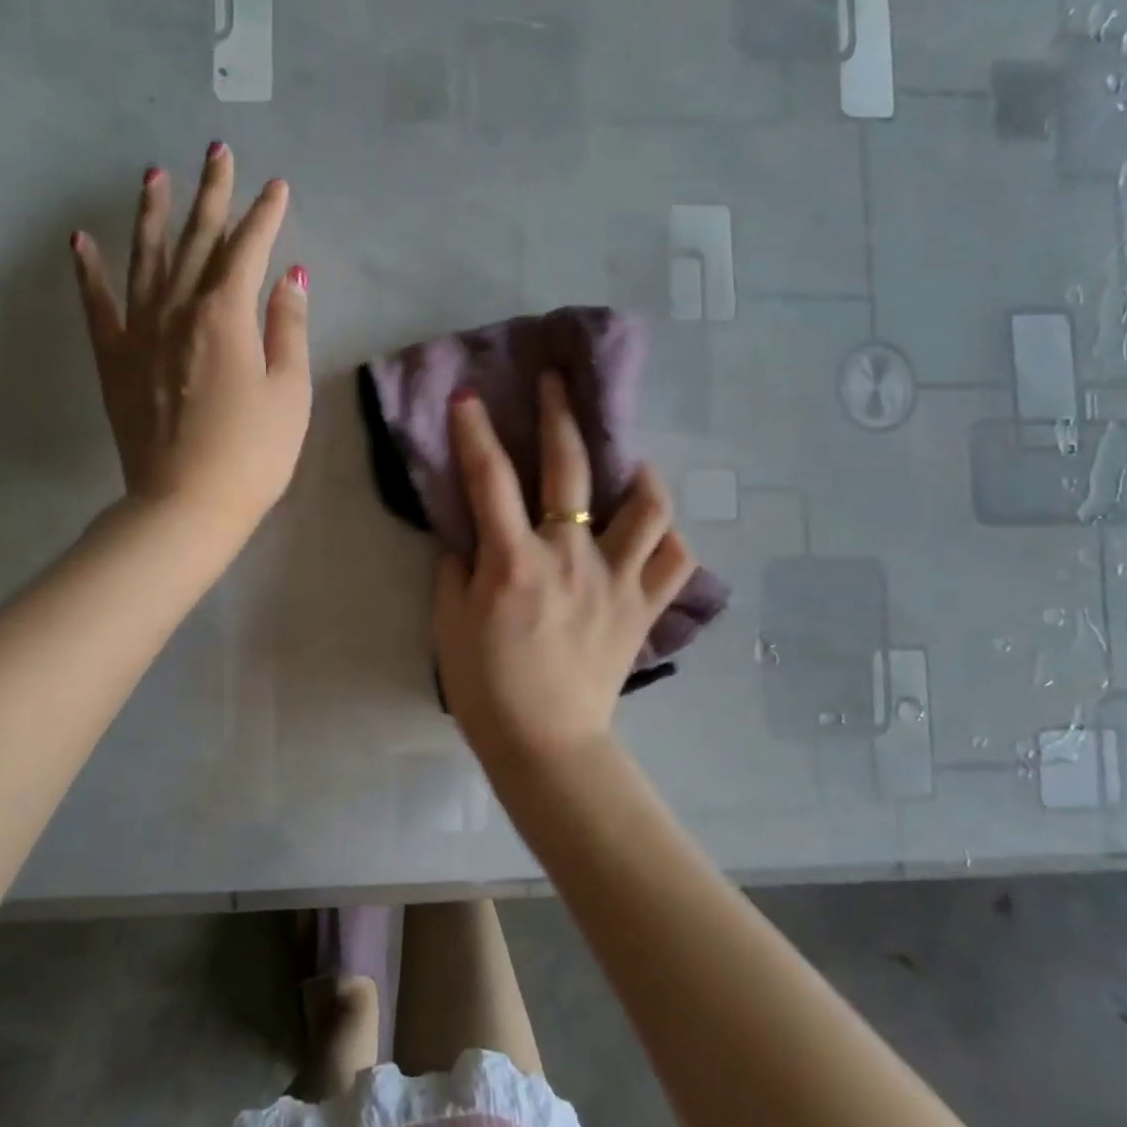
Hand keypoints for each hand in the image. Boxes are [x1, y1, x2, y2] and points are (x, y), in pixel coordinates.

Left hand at [71, 143, 310, 536]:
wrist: (186, 504)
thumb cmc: (253, 452)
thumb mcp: (289, 392)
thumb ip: (288, 328)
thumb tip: (290, 276)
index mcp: (226, 315)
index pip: (248, 250)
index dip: (265, 215)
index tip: (277, 186)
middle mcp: (178, 309)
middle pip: (198, 240)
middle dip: (212, 194)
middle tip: (217, 151)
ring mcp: (140, 332)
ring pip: (145, 258)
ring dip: (152, 214)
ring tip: (153, 174)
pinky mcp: (114, 359)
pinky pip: (98, 304)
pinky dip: (89, 270)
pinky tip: (80, 240)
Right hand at [432, 371, 696, 773]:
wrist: (544, 744)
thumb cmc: (486, 686)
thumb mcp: (449, 622)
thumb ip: (457, 566)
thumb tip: (472, 532)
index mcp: (515, 562)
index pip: (490, 479)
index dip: (476, 431)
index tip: (470, 397)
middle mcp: (571, 558)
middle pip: (570, 469)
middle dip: (560, 415)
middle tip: (558, 382)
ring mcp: (617, 580)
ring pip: (649, 507)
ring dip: (638, 474)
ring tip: (627, 463)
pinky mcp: (644, 608)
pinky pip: (676, 561)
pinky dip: (669, 539)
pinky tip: (653, 531)